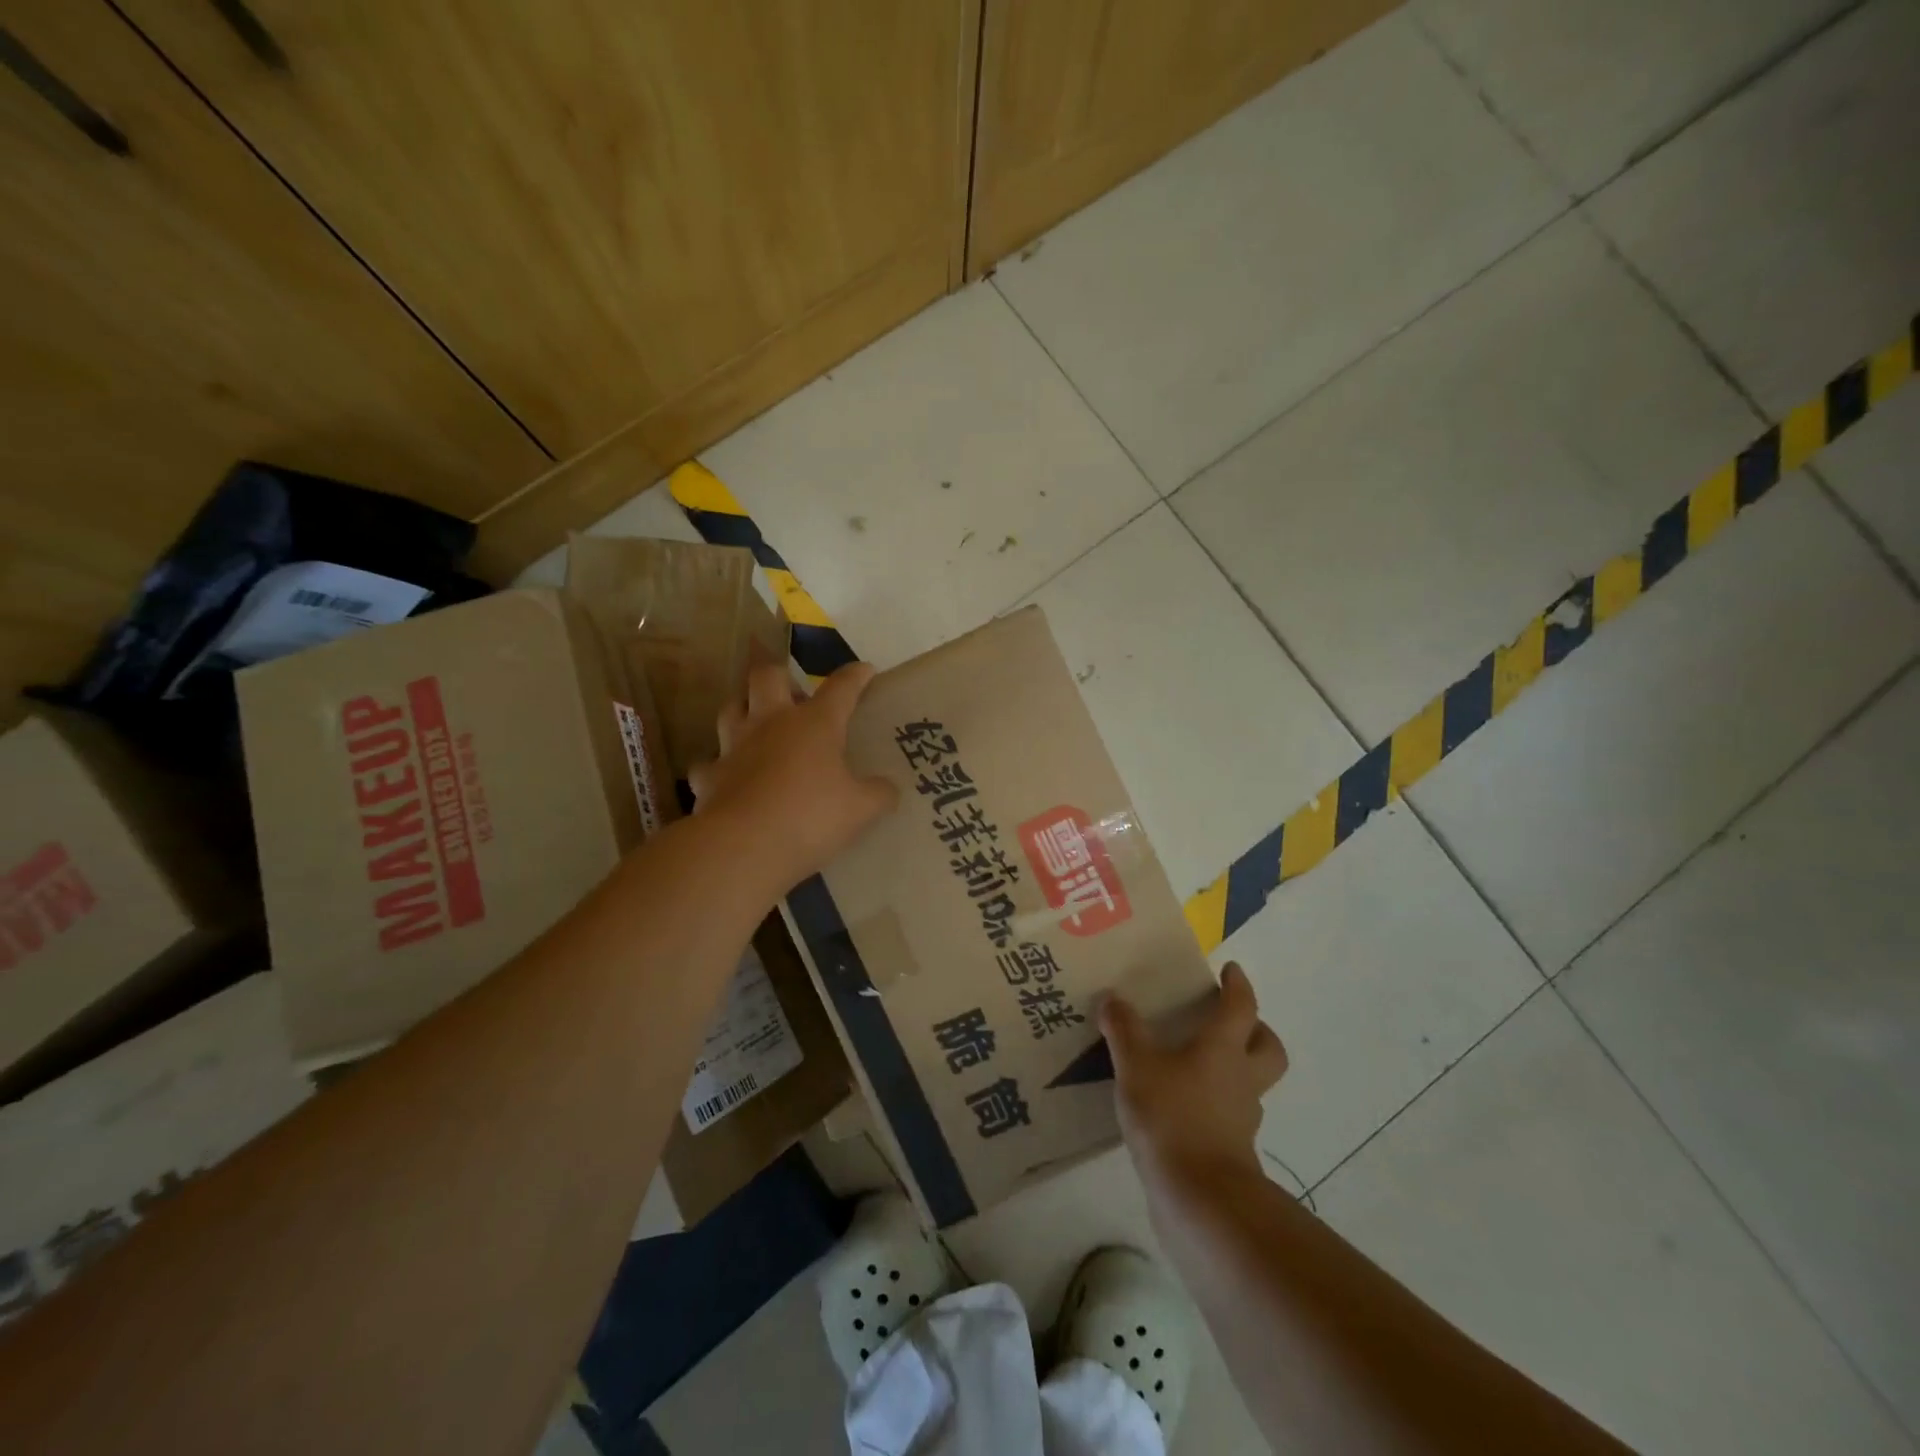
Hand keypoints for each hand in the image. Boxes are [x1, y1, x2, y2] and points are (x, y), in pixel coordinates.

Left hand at [688, 656, 898, 890]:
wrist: (744, 847)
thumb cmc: (810, 818)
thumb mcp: (860, 810)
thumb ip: (878, 794)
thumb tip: (889, 789)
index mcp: (814, 723)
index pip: (840, 687)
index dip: (855, 676)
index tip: (865, 670)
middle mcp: (770, 723)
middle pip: (766, 676)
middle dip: (780, 676)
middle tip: (793, 695)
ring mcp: (734, 747)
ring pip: (730, 709)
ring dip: (744, 710)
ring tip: (757, 724)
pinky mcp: (708, 777)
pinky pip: (709, 762)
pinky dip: (719, 766)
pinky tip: (728, 777)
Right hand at [1100, 963, 1287, 1189]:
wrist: (1198, 1198)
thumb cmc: (1172, 1117)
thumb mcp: (1136, 1066)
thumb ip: (1124, 1031)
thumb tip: (1113, 999)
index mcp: (1224, 1049)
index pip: (1241, 1007)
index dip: (1238, 986)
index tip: (1231, 970)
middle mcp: (1241, 1078)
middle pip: (1268, 1048)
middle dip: (1256, 1030)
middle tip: (1231, 1021)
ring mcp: (1240, 1118)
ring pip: (1251, 1083)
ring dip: (1235, 1069)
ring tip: (1196, 1064)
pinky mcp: (1231, 1149)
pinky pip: (1229, 1114)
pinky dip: (1214, 1104)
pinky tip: (1183, 1105)